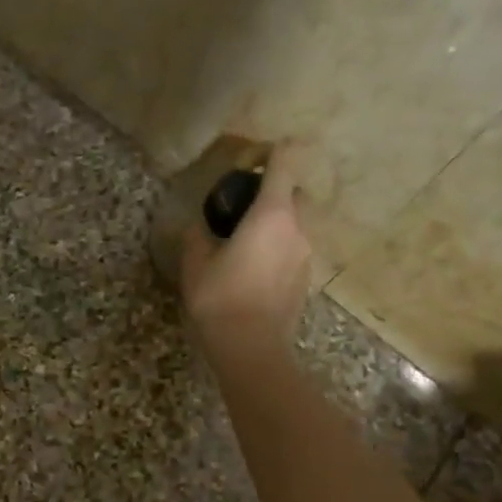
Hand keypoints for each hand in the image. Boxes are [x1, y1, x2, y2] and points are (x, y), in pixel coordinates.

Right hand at [181, 145, 313, 360]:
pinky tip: (253, 273)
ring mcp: (306, 256)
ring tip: (245, 247)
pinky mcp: (306, 280)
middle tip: (242, 212)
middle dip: (273, 195)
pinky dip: (278, 251)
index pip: (285, 163)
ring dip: (275, 227)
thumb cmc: (219, 299)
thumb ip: (198, 236)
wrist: (251, 348)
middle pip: (294, 195)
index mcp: (271, 215)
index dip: (270, 153)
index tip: (250, 162)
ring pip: (296, 226)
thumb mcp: (195, 264)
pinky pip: (294, 251)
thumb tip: (199, 227)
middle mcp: (297, 228)